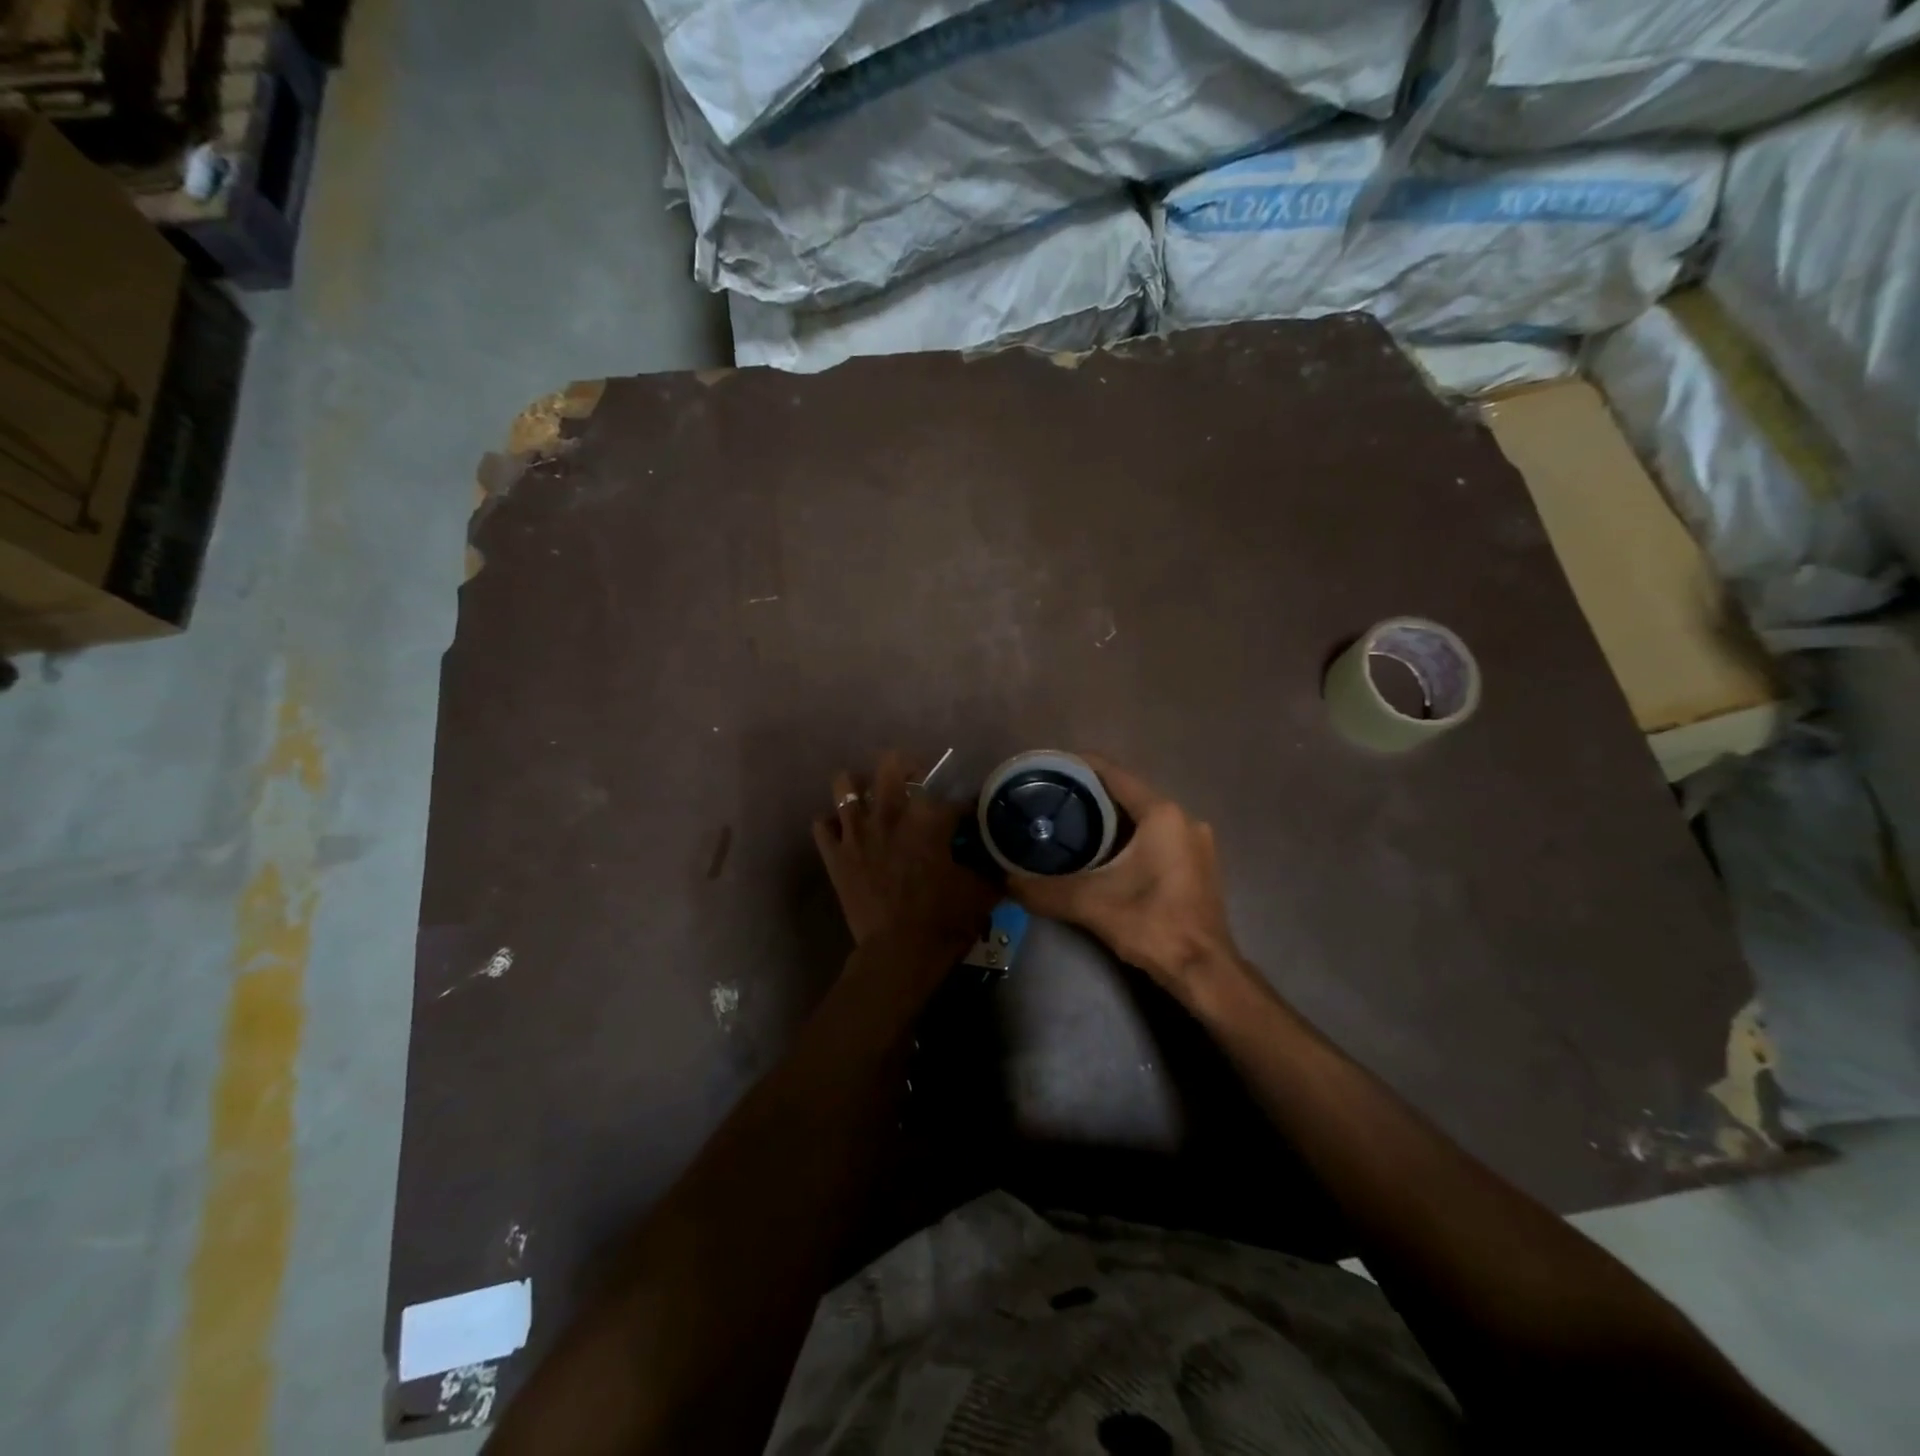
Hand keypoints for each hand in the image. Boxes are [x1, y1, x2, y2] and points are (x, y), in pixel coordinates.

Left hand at [813, 751, 997, 955]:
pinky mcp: (835, 855)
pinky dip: (833, 824)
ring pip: (845, 784)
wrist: (898, 954)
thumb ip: (991, 867)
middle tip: (916, 784)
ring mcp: (856, 832)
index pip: (953, 799)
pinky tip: (846, 833)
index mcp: (928, 818)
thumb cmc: (943, 921)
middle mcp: (889, 813)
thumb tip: (1002, 857)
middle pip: (892, 764)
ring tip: (871, 799)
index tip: (970, 818)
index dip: (966, 808)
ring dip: (859, 787)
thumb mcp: (981, 892)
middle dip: (906, 767)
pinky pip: (822, 825)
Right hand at [1007, 755, 1243, 1003]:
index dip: (1079, 766)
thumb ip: (1045, 890)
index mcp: (1161, 814)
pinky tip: (1103, 852)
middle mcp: (1183, 818)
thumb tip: (1007, 881)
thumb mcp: (1090, 904)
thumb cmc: (1152, 924)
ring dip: (1110, 818)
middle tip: (1052, 800)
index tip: (1048, 769)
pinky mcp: (1198, 863)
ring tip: (1070, 823)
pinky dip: (1129, 836)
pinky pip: (1157, 836)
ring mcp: (1195, 841)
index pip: (1113, 774)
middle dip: (1090, 795)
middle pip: (1128, 794)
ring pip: (1143, 817)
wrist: (1204, 971)